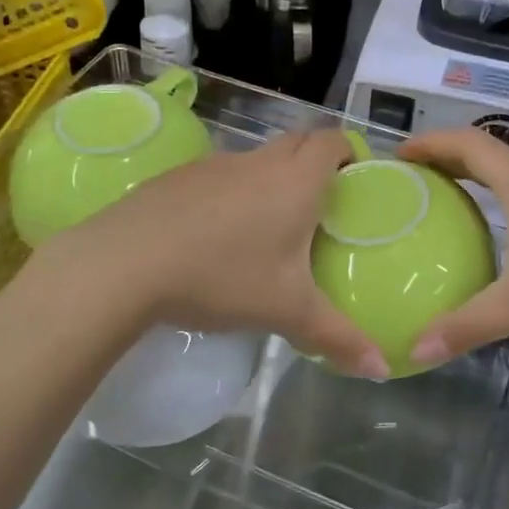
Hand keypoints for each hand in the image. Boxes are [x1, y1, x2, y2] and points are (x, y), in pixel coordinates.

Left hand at [35, 129, 390, 378]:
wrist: (126, 262)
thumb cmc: (221, 277)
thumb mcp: (286, 311)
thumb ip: (337, 337)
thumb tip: (381, 368)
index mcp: (294, 181)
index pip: (332, 140)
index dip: (348, 151)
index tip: (353, 179)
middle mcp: (258, 161)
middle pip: (297, 142)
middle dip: (314, 161)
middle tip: (320, 205)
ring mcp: (214, 164)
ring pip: (256, 159)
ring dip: (270, 179)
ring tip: (268, 226)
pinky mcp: (178, 176)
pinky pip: (219, 175)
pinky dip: (230, 193)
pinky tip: (214, 236)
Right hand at [399, 127, 508, 367]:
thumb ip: (468, 325)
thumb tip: (414, 350)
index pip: (468, 144)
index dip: (431, 143)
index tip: (399, 154)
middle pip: (488, 154)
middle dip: (448, 159)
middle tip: (414, 179)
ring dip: (478, 179)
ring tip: (448, 202)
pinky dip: (503, 200)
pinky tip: (501, 234)